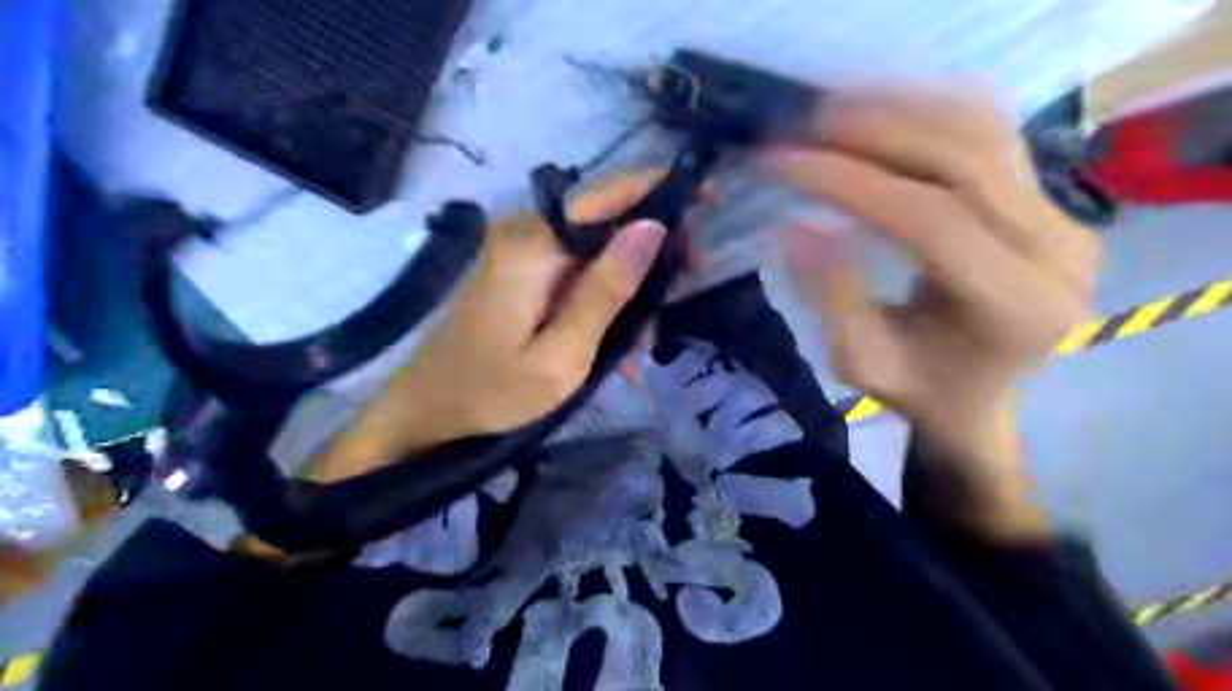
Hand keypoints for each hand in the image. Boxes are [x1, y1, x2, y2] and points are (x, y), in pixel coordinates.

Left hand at [313, 176, 669, 483]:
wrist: (424, 415)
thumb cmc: (491, 393)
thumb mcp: (562, 355)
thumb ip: (606, 290)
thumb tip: (652, 228)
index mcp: (533, 246)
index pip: (608, 195)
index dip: (661, 190)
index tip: (709, 199)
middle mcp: (525, 235)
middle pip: (605, 223)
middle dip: (649, 260)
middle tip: (671, 309)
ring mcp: (518, 254)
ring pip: (594, 254)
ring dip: (625, 293)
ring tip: (638, 349)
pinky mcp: (518, 275)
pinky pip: (573, 274)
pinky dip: (600, 303)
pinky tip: (614, 347)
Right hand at [766, 83, 1097, 540]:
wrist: (977, 394)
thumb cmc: (918, 391)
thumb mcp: (859, 362)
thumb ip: (830, 297)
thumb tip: (792, 228)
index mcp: (1018, 307)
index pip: (932, 220)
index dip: (853, 185)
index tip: (787, 165)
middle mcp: (1059, 250)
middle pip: (964, 160)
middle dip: (874, 133)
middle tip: (802, 125)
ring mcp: (1062, 216)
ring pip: (982, 131)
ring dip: (900, 110)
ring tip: (830, 110)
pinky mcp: (1047, 199)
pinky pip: (990, 134)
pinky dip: (929, 111)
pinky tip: (878, 110)